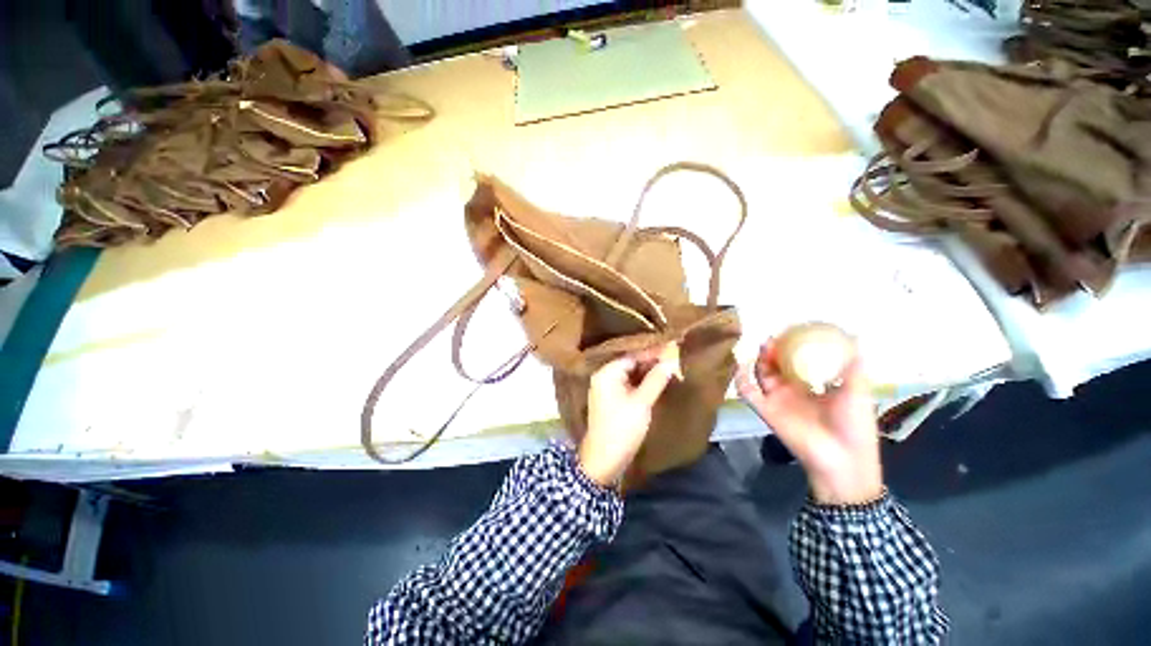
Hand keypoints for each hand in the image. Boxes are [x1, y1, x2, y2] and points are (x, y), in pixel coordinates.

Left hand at [579, 344, 679, 486]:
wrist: (604, 459)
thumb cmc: (622, 428)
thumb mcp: (641, 403)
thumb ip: (656, 379)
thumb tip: (671, 360)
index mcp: (606, 373)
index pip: (632, 355)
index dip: (652, 352)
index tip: (672, 347)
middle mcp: (604, 376)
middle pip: (630, 362)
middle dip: (651, 360)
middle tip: (673, 356)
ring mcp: (606, 387)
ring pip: (630, 373)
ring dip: (647, 371)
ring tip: (669, 365)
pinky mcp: (611, 398)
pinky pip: (628, 383)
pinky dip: (641, 381)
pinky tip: (656, 379)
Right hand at [735, 339, 882, 505]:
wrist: (843, 459)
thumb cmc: (854, 425)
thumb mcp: (858, 392)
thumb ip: (853, 368)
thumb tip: (858, 339)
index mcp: (813, 387)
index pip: (798, 363)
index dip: (793, 348)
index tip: (792, 332)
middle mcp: (793, 391)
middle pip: (776, 366)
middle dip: (774, 351)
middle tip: (775, 337)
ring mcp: (777, 400)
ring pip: (760, 375)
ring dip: (759, 361)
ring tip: (764, 346)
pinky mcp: (766, 410)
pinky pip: (748, 393)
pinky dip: (741, 380)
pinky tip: (741, 366)